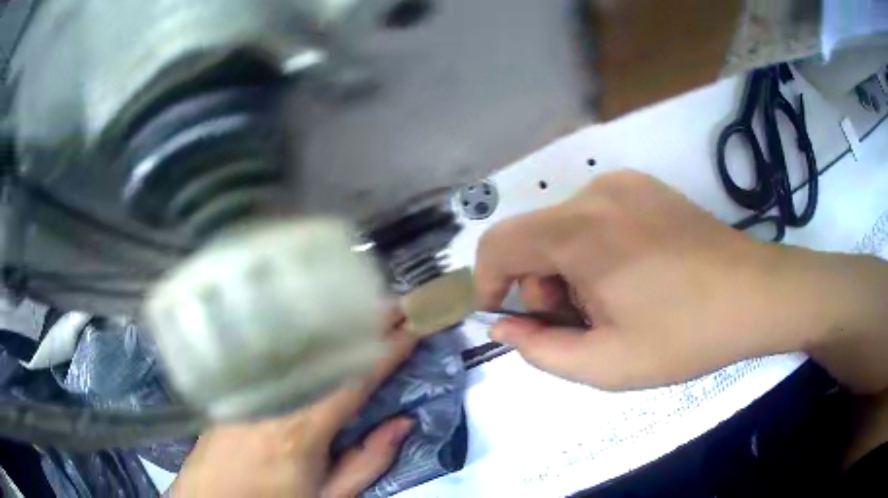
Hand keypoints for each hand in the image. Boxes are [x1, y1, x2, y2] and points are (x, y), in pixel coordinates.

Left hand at [170, 313, 415, 497]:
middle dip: (366, 323)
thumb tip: (403, 422)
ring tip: (366, 307)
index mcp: (304, 429)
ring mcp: (251, 385)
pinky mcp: (235, 382)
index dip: (389, 350)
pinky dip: (306, 334)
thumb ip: (368, 460)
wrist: (214, 495)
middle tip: (398, 302)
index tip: (414, 326)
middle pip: (326, 350)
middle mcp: (276, 396)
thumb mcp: (329, 495)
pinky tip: (319, 324)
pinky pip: (277, 351)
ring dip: (337, 325)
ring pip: (300, 345)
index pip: (356, 379)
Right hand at [475, 170, 857, 389]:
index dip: (487, 282)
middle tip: (583, 322)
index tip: (508, 316)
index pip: (499, 244)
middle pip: (534, 238)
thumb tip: (504, 325)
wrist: (755, 295)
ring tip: (614, 301)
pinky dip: (594, 247)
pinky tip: (634, 273)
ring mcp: (623, 184)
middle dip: (542, 285)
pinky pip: (595, 215)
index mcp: (582, 233)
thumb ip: (541, 349)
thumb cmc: (685, 336)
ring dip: (570, 268)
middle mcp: (595, 193)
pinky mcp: (644, 186)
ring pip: (564, 227)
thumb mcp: (607, 364)